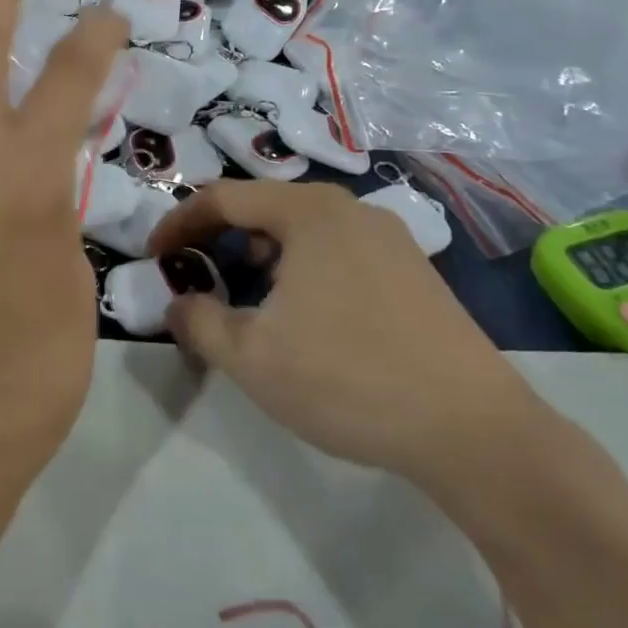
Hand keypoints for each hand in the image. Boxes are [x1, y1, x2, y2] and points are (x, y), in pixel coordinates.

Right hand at [148, 182, 540, 498]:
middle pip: (265, 208)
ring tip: (250, 301)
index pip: (223, 198)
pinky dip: (303, 269)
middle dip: (221, 240)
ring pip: (303, 230)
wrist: (473, 429)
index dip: (179, 223)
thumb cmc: (349, 380)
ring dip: (262, 256)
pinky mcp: (413, 269)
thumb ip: (199, 322)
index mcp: (309, 212)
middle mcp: (350, 209)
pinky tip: (308, 317)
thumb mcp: (252, 358)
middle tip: (198, 278)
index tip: (154, 257)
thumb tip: (179, 303)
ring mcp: (389, 237)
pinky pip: (338, 251)